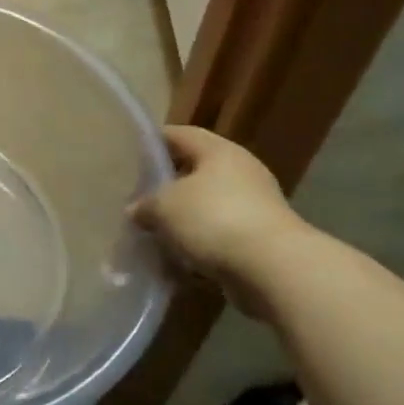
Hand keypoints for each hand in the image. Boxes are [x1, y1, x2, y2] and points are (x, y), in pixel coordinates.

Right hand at [130, 126, 303, 312]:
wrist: (273, 269)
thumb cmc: (213, 220)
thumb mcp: (164, 207)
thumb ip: (144, 205)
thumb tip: (136, 211)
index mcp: (219, 151)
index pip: (179, 135)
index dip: (153, 142)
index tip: (130, 156)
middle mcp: (240, 172)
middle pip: (194, 172)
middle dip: (166, 187)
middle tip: (137, 199)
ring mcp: (254, 207)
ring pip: (206, 208)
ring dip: (181, 222)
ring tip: (152, 234)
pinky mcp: (259, 241)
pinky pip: (219, 237)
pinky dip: (198, 247)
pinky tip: (176, 261)